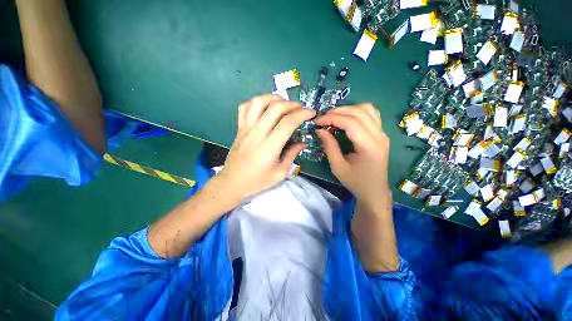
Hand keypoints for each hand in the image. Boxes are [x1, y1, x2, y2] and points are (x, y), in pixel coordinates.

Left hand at [217, 94, 314, 201]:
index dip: (302, 114)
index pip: (288, 122)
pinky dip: (256, 102)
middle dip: (292, 104)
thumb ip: (292, 155)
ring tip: (284, 103)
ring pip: (259, 102)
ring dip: (274, 98)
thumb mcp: (280, 173)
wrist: (233, 182)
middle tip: (301, 108)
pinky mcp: (239, 128)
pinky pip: (245, 107)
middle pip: (275, 108)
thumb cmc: (258, 180)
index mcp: (270, 146)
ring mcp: (246, 128)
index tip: (311, 113)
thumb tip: (303, 142)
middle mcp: (257, 133)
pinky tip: (265, 107)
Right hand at [315, 103, 389, 206]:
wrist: (374, 190)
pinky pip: (372, 115)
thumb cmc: (355, 181)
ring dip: (349, 109)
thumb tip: (320, 130)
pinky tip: (348, 117)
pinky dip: (358, 111)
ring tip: (334, 116)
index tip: (317, 121)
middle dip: (338, 111)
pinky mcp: (382, 134)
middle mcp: (379, 136)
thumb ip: (329, 146)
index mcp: (369, 146)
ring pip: (367, 109)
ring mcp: (383, 134)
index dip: (332, 118)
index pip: (351, 122)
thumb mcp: (338, 167)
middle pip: (359, 112)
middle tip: (323, 118)